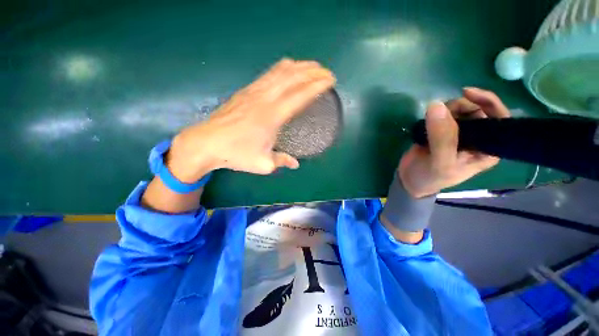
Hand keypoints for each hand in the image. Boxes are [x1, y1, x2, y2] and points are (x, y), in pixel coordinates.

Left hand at [166, 59, 335, 181]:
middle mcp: (265, 99)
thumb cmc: (236, 154)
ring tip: (310, 66)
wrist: (206, 143)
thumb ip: (282, 160)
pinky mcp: (246, 91)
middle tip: (325, 71)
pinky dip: (282, 69)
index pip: (300, 95)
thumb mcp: (263, 164)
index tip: (330, 80)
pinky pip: (268, 74)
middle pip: (292, 77)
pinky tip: (287, 69)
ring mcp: (254, 92)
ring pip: (279, 72)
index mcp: (273, 117)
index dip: (316, 86)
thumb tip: (295, 163)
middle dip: (311, 71)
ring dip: (298, 67)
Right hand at [399, 87, 510, 197]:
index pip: (500, 119)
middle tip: (443, 112)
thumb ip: (442, 137)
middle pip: (478, 110)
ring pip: (460, 110)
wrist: (409, 179)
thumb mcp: (440, 162)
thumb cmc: (431, 177)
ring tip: (431, 120)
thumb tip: (436, 105)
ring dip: (447, 109)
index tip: (467, 93)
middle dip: (462, 106)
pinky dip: (436, 113)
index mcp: (487, 149)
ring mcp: (458, 133)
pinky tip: (428, 120)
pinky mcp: (441, 131)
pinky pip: (444, 114)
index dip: (488, 103)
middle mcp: (477, 138)